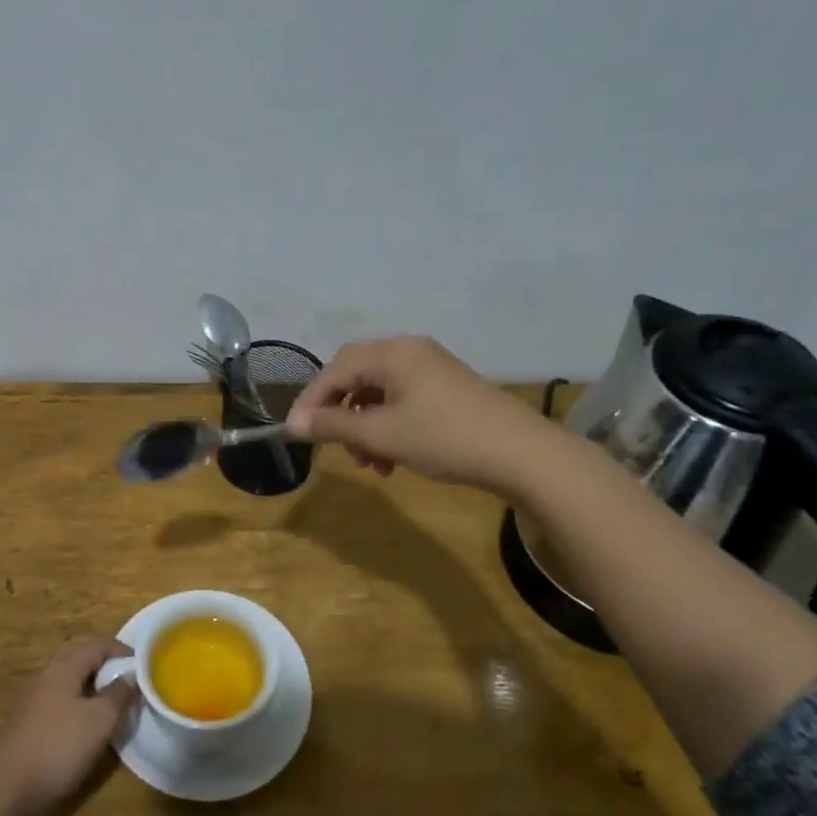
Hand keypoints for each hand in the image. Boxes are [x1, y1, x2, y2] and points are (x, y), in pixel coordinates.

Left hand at [0, 638, 135, 815]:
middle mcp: (47, 676)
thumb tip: (130, 676)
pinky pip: (62, 702)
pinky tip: (90, 726)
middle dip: (109, 667)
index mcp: (64, 667)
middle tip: (132, 682)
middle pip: (83, 659)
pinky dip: (81, 705)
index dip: (124, 650)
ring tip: (116, 704)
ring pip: (72, 682)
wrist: (6, 790)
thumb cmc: (58, 747)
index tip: (146, 665)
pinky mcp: (30, 723)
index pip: (99, 644)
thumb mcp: (99, 720)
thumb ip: (119, 694)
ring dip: (95, 688)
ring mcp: (35, 700)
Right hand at [285, 335, 542, 489]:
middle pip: (357, 378)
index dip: (311, 401)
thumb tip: (294, 424)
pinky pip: (403, 402)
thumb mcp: (382, 434)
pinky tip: (393, 460)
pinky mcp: (447, 389)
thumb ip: (333, 426)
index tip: (296, 432)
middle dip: (341, 415)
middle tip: (335, 448)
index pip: (335, 369)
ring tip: (369, 464)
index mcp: (392, 353)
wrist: (522, 454)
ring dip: (365, 428)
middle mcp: (410, 351)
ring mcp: (432, 369)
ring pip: (380, 394)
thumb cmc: (444, 438)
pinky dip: (389, 428)